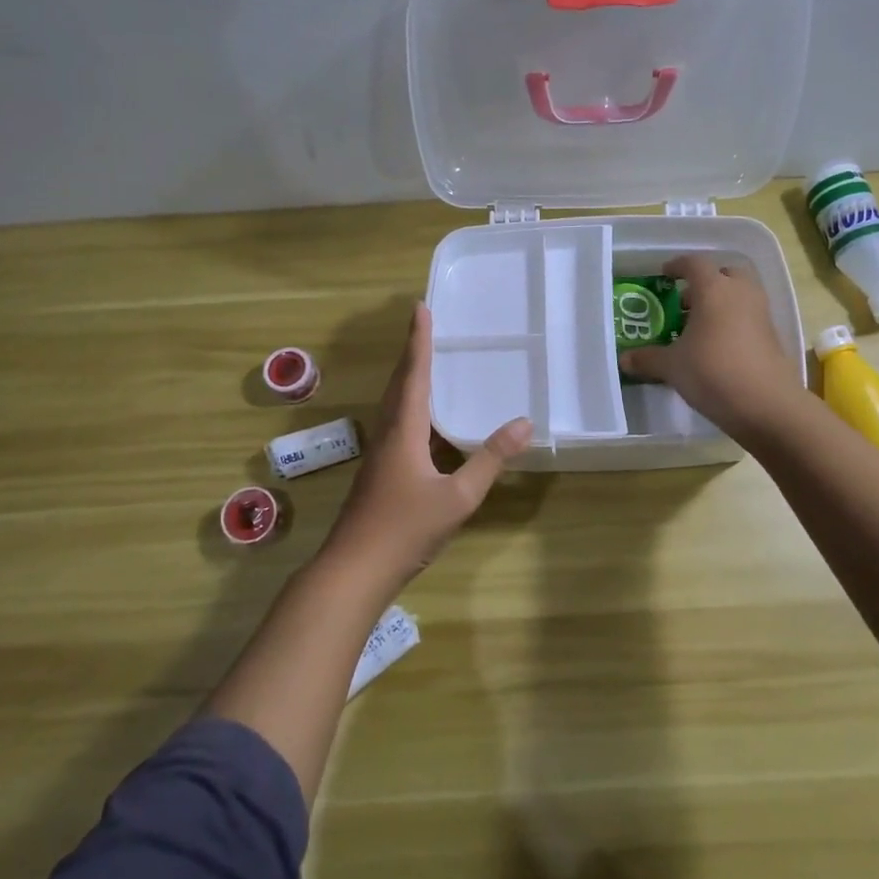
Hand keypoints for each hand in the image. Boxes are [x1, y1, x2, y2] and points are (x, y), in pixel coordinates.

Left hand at [318, 303, 531, 590]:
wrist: (354, 571)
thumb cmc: (405, 529)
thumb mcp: (458, 498)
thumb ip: (490, 460)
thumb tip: (524, 423)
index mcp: (403, 431)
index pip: (414, 375)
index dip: (419, 341)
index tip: (420, 308)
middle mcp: (387, 435)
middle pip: (400, 385)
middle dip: (413, 353)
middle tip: (425, 327)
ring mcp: (380, 456)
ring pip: (396, 406)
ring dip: (410, 380)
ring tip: (427, 365)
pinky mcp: (379, 474)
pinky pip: (398, 426)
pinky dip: (413, 410)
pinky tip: (428, 424)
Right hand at [618, 254, 804, 438]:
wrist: (766, 404)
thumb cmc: (712, 372)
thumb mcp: (672, 366)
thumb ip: (647, 358)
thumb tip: (624, 359)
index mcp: (714, 289)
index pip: (695, 263)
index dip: (677, 266)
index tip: (665, 275)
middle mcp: (741, 293)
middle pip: (725, 273)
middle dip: (706, 282)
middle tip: (686, 301)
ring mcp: (761, 314)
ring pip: (740, 295)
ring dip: (721, 302)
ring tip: (698, 327)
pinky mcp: (772, 336)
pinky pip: (749, 317)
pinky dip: (733, 322)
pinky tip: (717, 347)